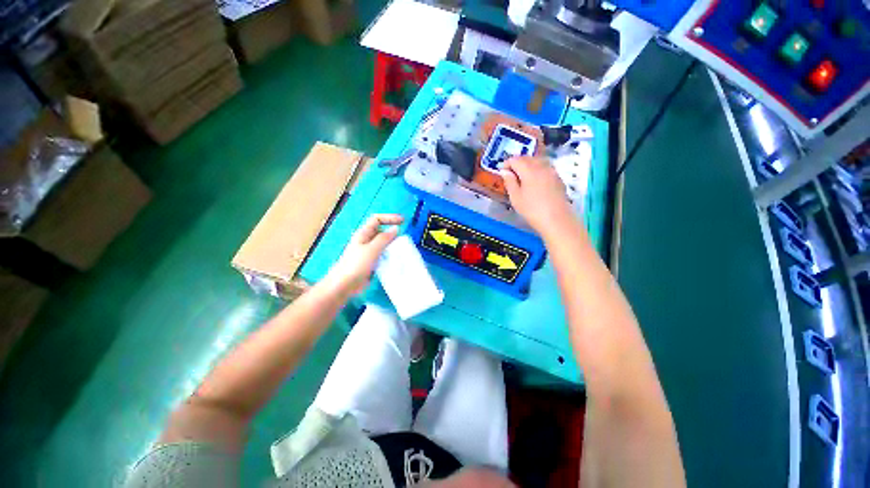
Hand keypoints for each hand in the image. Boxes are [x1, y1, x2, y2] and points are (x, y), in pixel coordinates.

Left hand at [326, 214, 402, 294]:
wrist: (344, 285)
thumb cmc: (356, 265)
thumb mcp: (372, 249)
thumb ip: (384, 238)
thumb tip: (396, 228)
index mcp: (363, 233)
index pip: (377, 219)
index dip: (390, 217)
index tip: (403, 221)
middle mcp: (365, 240)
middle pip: (381, 231)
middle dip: (392, 232)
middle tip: (404, 239)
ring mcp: (368, 252)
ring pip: (383, 244)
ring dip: (392, 245)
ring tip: (402, 250)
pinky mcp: (370, 262)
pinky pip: (383, 255)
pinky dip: (390, 255)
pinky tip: (396, 261)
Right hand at [500, 157, 581, 239]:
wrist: (557, 220)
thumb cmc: (532, 210)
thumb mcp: (515, 197)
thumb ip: (509, 182)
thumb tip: (505, 172)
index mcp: (529, 170)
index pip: (515, 160)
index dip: (507, 164)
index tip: (501, 171)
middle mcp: (542, 166)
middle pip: (527, 158)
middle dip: (517, 163)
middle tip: (510, 174)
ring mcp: (552, 171)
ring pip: (538, 161)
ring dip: (528, 164)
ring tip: (522, 176)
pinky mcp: (558, 178)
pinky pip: (545, 168)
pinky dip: (537, 169)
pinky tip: (535, 181)